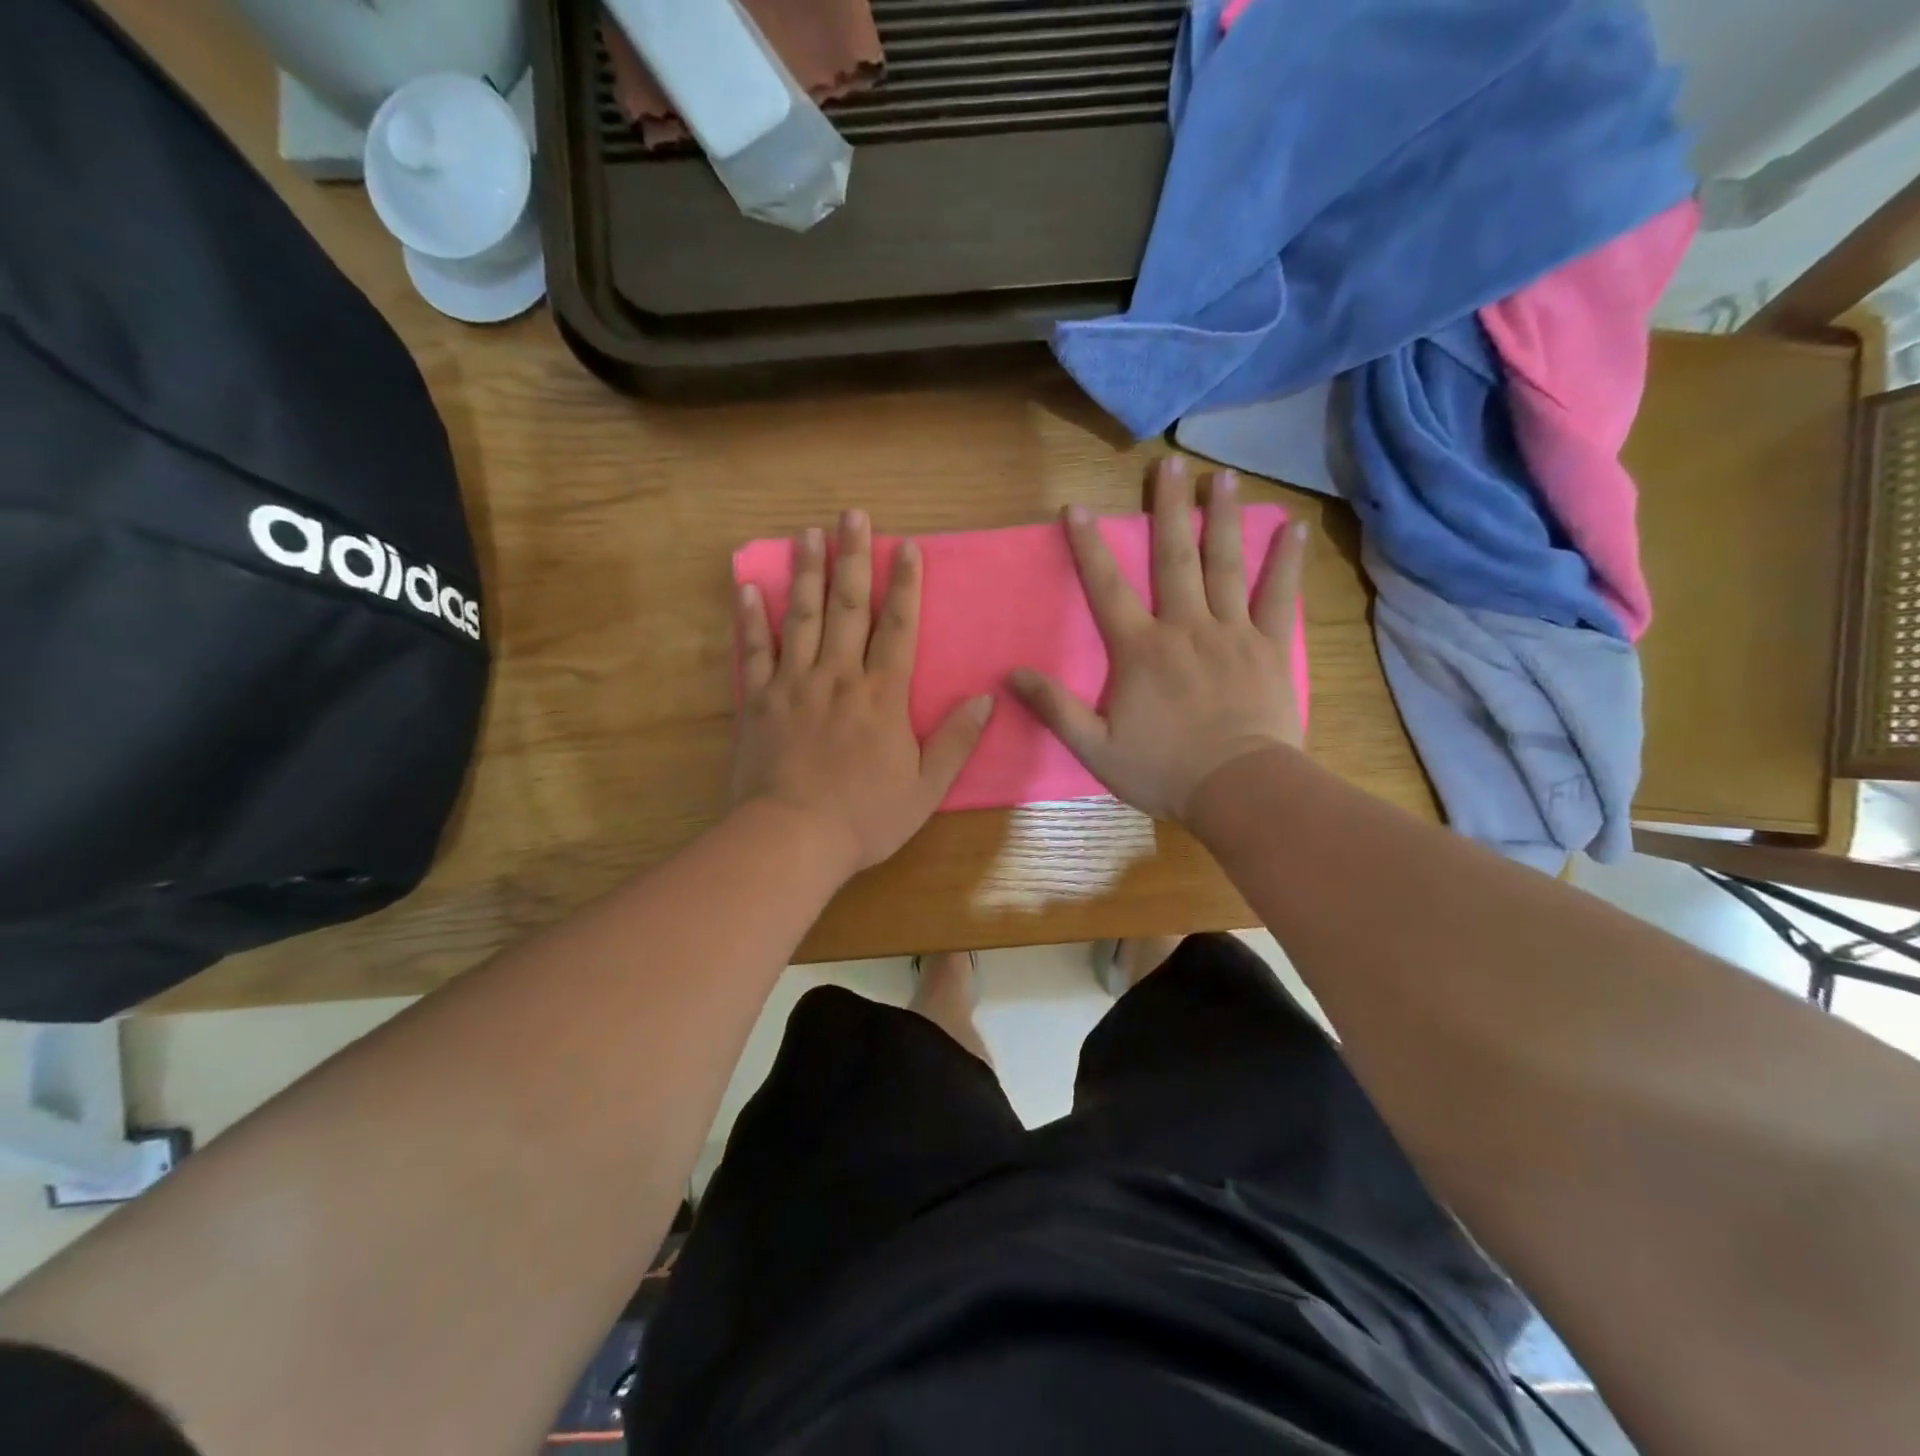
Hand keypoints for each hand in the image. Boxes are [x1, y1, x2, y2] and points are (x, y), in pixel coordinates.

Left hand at [732, 510, 992, 876]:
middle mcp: (838, 677)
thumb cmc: (865, 817)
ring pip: (801, 617)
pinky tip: (747, 586)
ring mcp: (793, 685)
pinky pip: (753, 651)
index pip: (898, 628)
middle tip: (852, 515)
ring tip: (808, 533)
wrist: (793, 839)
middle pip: (848, 607)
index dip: (905, 585)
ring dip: (806, 573)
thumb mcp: (926, 788)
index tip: (906, 547)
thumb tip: (986, 698)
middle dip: (853, 558)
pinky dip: (750, 619)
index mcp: (882, 695)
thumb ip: (956, 741)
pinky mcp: (757, 701)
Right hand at [1010, 458, 1307, 823]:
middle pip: (1174, 558)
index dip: (1089, 546)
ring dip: (1221, 517)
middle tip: (1170, 463)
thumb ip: (1055, 708)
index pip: (1107, 588)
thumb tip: (1012, 674)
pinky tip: (1292, 527)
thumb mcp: (1095, 748)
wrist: (1238, 789)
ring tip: (1222, 475)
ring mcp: (1232, 633)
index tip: (1076, 507)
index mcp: (1140, 649)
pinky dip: (1285, 561)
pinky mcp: (1268, 647)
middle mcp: (1185, 627)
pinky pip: (1277, 596)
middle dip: (1168, 509)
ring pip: (1225, 565)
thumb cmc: (1163, 770)